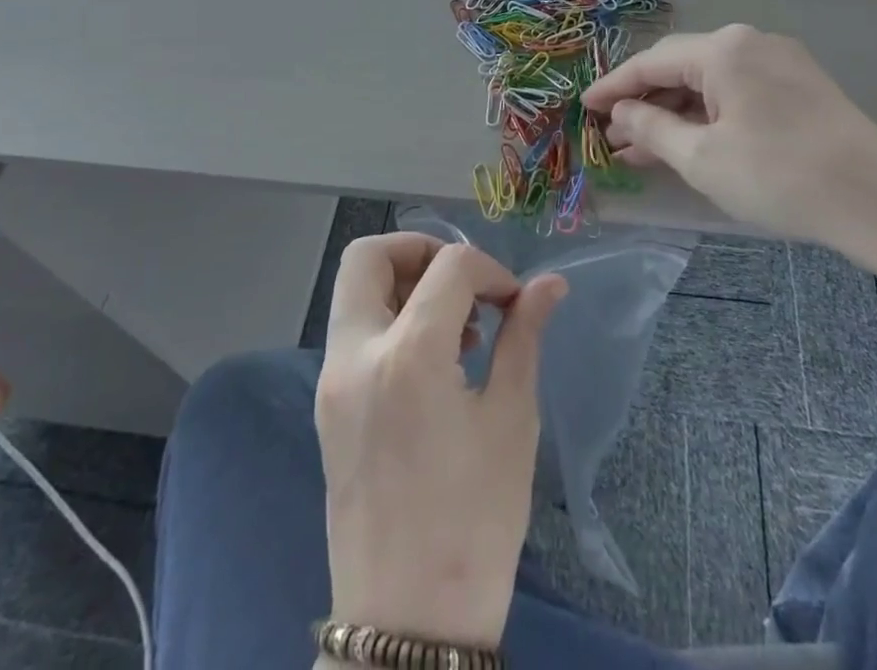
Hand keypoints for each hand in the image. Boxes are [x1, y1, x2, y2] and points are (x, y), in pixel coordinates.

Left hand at [316, 234, 565, 648]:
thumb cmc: (474, 523)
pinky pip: (352, 332)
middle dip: (421, 251)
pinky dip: (388, 319)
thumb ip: (524, 337)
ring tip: (456, 330)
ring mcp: (331, 382)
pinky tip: (432, 362)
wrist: (409, 625)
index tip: (514, 302)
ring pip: (354, 291)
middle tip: (464, 285)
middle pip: (369, 256)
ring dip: (404, 284)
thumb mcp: (511, 421)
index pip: (448, 267)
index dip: (489, 270)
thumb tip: (549, 284)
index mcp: (407, 356)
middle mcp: (355, 356)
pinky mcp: (327, 407)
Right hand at [583, 25, 876, 248]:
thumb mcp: (701, 157)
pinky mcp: (800, 84)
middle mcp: (749, 41)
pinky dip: (708, 114)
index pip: (651, 62)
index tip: (582, 107)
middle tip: (611, 136)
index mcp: (723, 49)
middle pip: (681, 67)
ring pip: (710, 81)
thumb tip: (621, 114)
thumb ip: (651, 129)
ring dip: (675, 112)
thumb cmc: (778, 176)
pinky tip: (690, 142)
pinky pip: (737, 91)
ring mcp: (780, 60)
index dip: (613, 87)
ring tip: (642, 147)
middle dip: (644, 102)